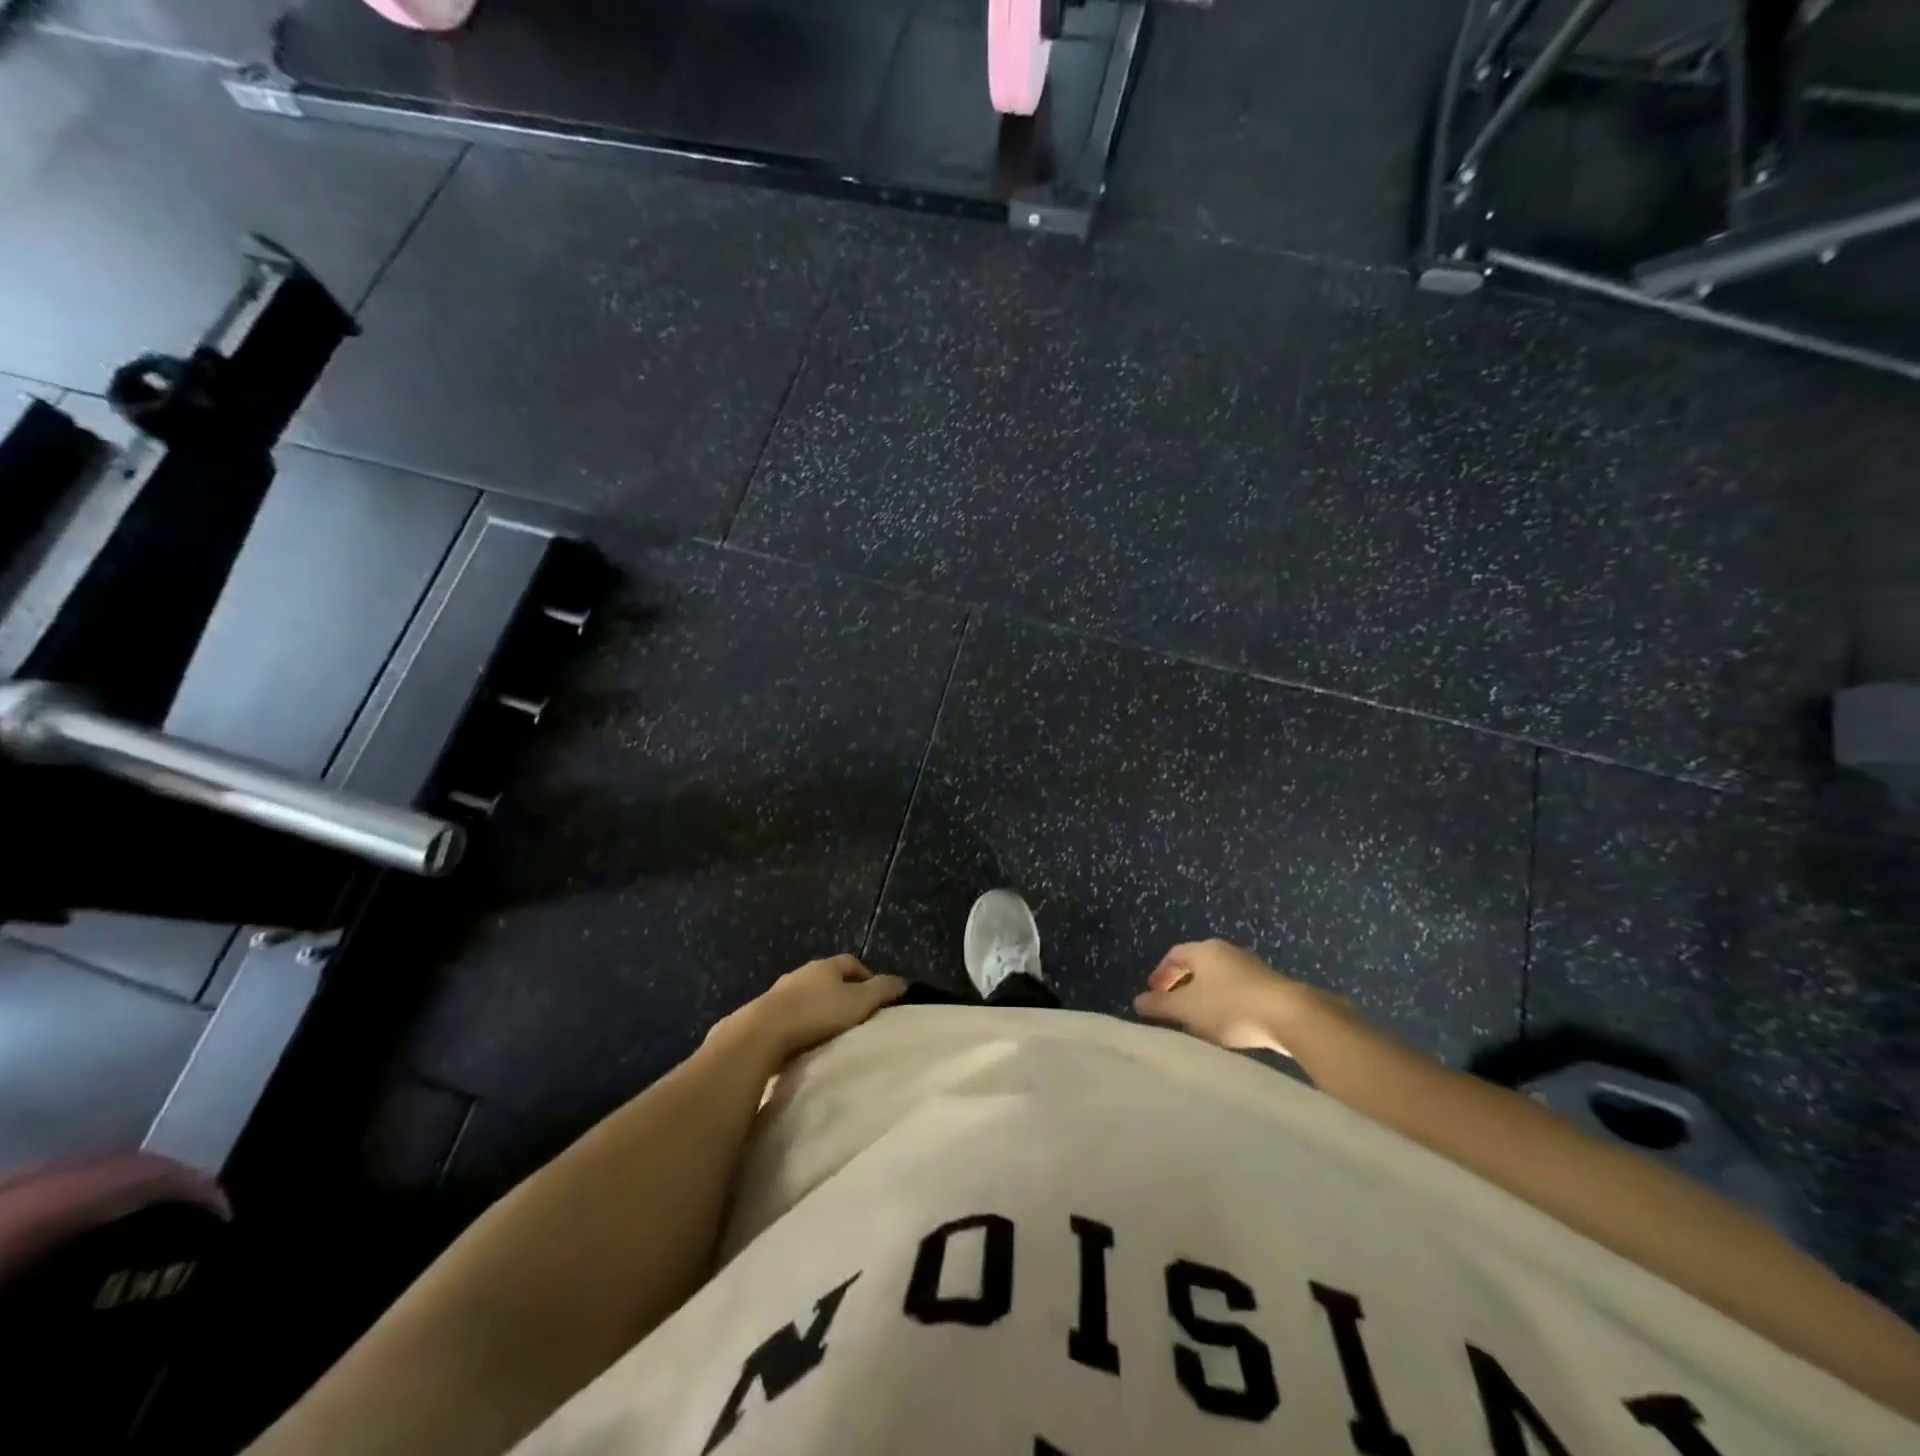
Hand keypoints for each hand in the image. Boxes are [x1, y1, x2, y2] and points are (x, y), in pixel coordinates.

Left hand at [711, 955, 906, 1066]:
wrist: (762, 1034)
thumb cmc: (817, 1014)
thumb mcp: (858, 1002)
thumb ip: (882, 991)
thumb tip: (903, 982)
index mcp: (825, 966)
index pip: (851, 962)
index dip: (865, 975)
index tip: (875, 995)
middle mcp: (801, 973)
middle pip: (827, 977)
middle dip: (841, 991)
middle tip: (855, 1013)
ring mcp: (779, 993)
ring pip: (806, 995)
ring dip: (817, 1008)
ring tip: (830, 1030)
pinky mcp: (763, 1014)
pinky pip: (789, 1014)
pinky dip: (799, 1023)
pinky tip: (804, 1041)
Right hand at [1132, 939, 1324, 1052]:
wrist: (1290, 1016)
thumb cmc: (1229, 1006)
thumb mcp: (1187, 1009)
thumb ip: (1160, 1005)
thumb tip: (1137, 1002)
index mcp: (1205, 950)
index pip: (1175, 955)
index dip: (1161, 974)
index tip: (1153, 994)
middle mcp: (1227, 952)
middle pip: (1197, 965)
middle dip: (1182, 986)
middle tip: (1172, 1007)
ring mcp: (1252, 968)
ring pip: (1218, 979)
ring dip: (1204, 997)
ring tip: (1198, 1021)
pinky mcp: (1270, 987)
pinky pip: (1238, 991)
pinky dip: (1225, 1005)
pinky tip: (1227, 1026)